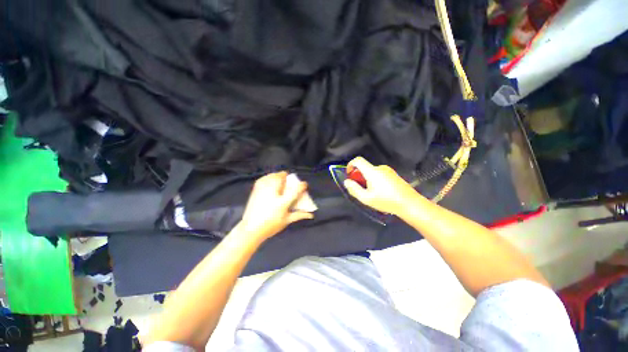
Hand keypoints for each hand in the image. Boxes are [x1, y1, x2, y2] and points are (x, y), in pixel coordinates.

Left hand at [238, 171, 313, 242]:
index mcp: (282, 202)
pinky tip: (269, 179)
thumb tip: (311, 215)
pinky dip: (268, 177)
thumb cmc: (270, 226)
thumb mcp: (287, 221)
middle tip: (289, 180)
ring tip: (280, 178)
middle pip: (281, 178)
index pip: (295, 190)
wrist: (250, 229)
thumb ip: (299, 215)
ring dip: (277, 175)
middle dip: (287, 177)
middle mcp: (273, 194)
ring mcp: (263, 191)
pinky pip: (263, 179)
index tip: (304, 184)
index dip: (302, 185)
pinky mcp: (255, 191)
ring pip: (271, 176)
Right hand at [343, 157, 420, 215]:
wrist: (410, 203)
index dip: (350, 165)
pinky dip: (375, 180)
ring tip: (372, 193)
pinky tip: (381, 192)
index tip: (349, 175)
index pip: (358, 160)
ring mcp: (388, 170)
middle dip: (359, 176)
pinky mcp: (393, 174)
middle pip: (365, 167)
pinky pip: (379, 174)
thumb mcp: (366, 198)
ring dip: (367, 179)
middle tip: (361, 189)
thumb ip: (354, 189)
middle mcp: (380, 168)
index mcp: (372, 171)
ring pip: (372, 172)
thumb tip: (346, 181)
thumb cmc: (386, 201)